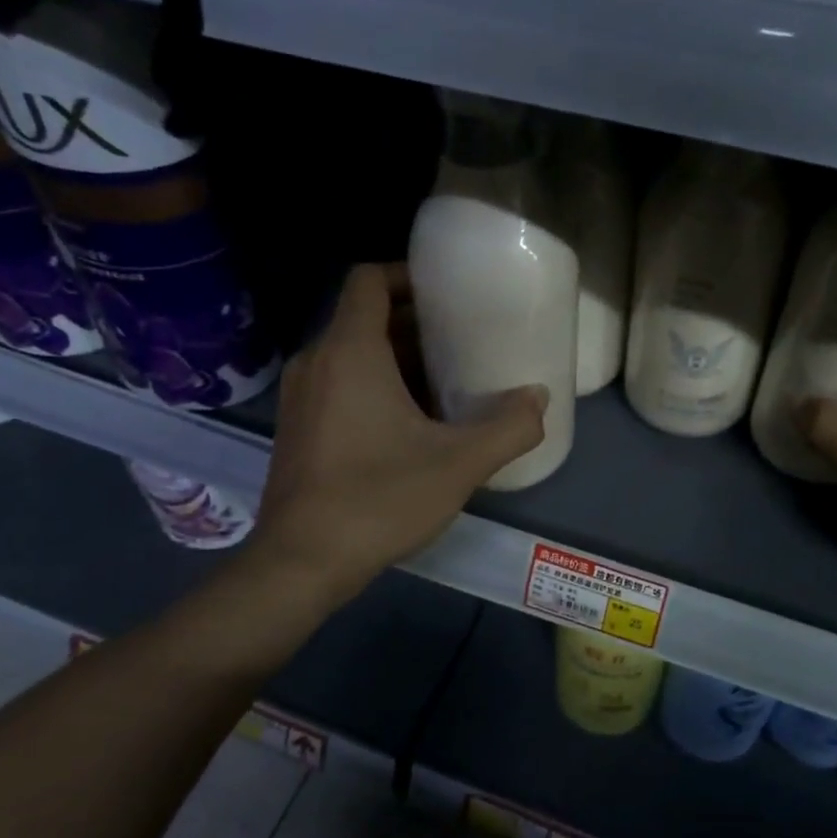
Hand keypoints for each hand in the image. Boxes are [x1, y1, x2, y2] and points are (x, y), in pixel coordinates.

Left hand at [249, 264, 546, 604]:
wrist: (301, 562)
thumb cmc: (379, 499)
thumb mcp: (459, 464)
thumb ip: (509, 428)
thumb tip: (539, 399)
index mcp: (349, 352)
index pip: (369, 281)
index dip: (407, 275)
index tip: (448, 294)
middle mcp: (317, 362)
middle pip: (364, 318)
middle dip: (414, 323)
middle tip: (462, 341)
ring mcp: (300, 397)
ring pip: (351, 354)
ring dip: (396, 358)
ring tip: (446, 381)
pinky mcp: (297, 428)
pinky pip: (338, 384)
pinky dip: (374, 386)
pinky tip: (410, 424)